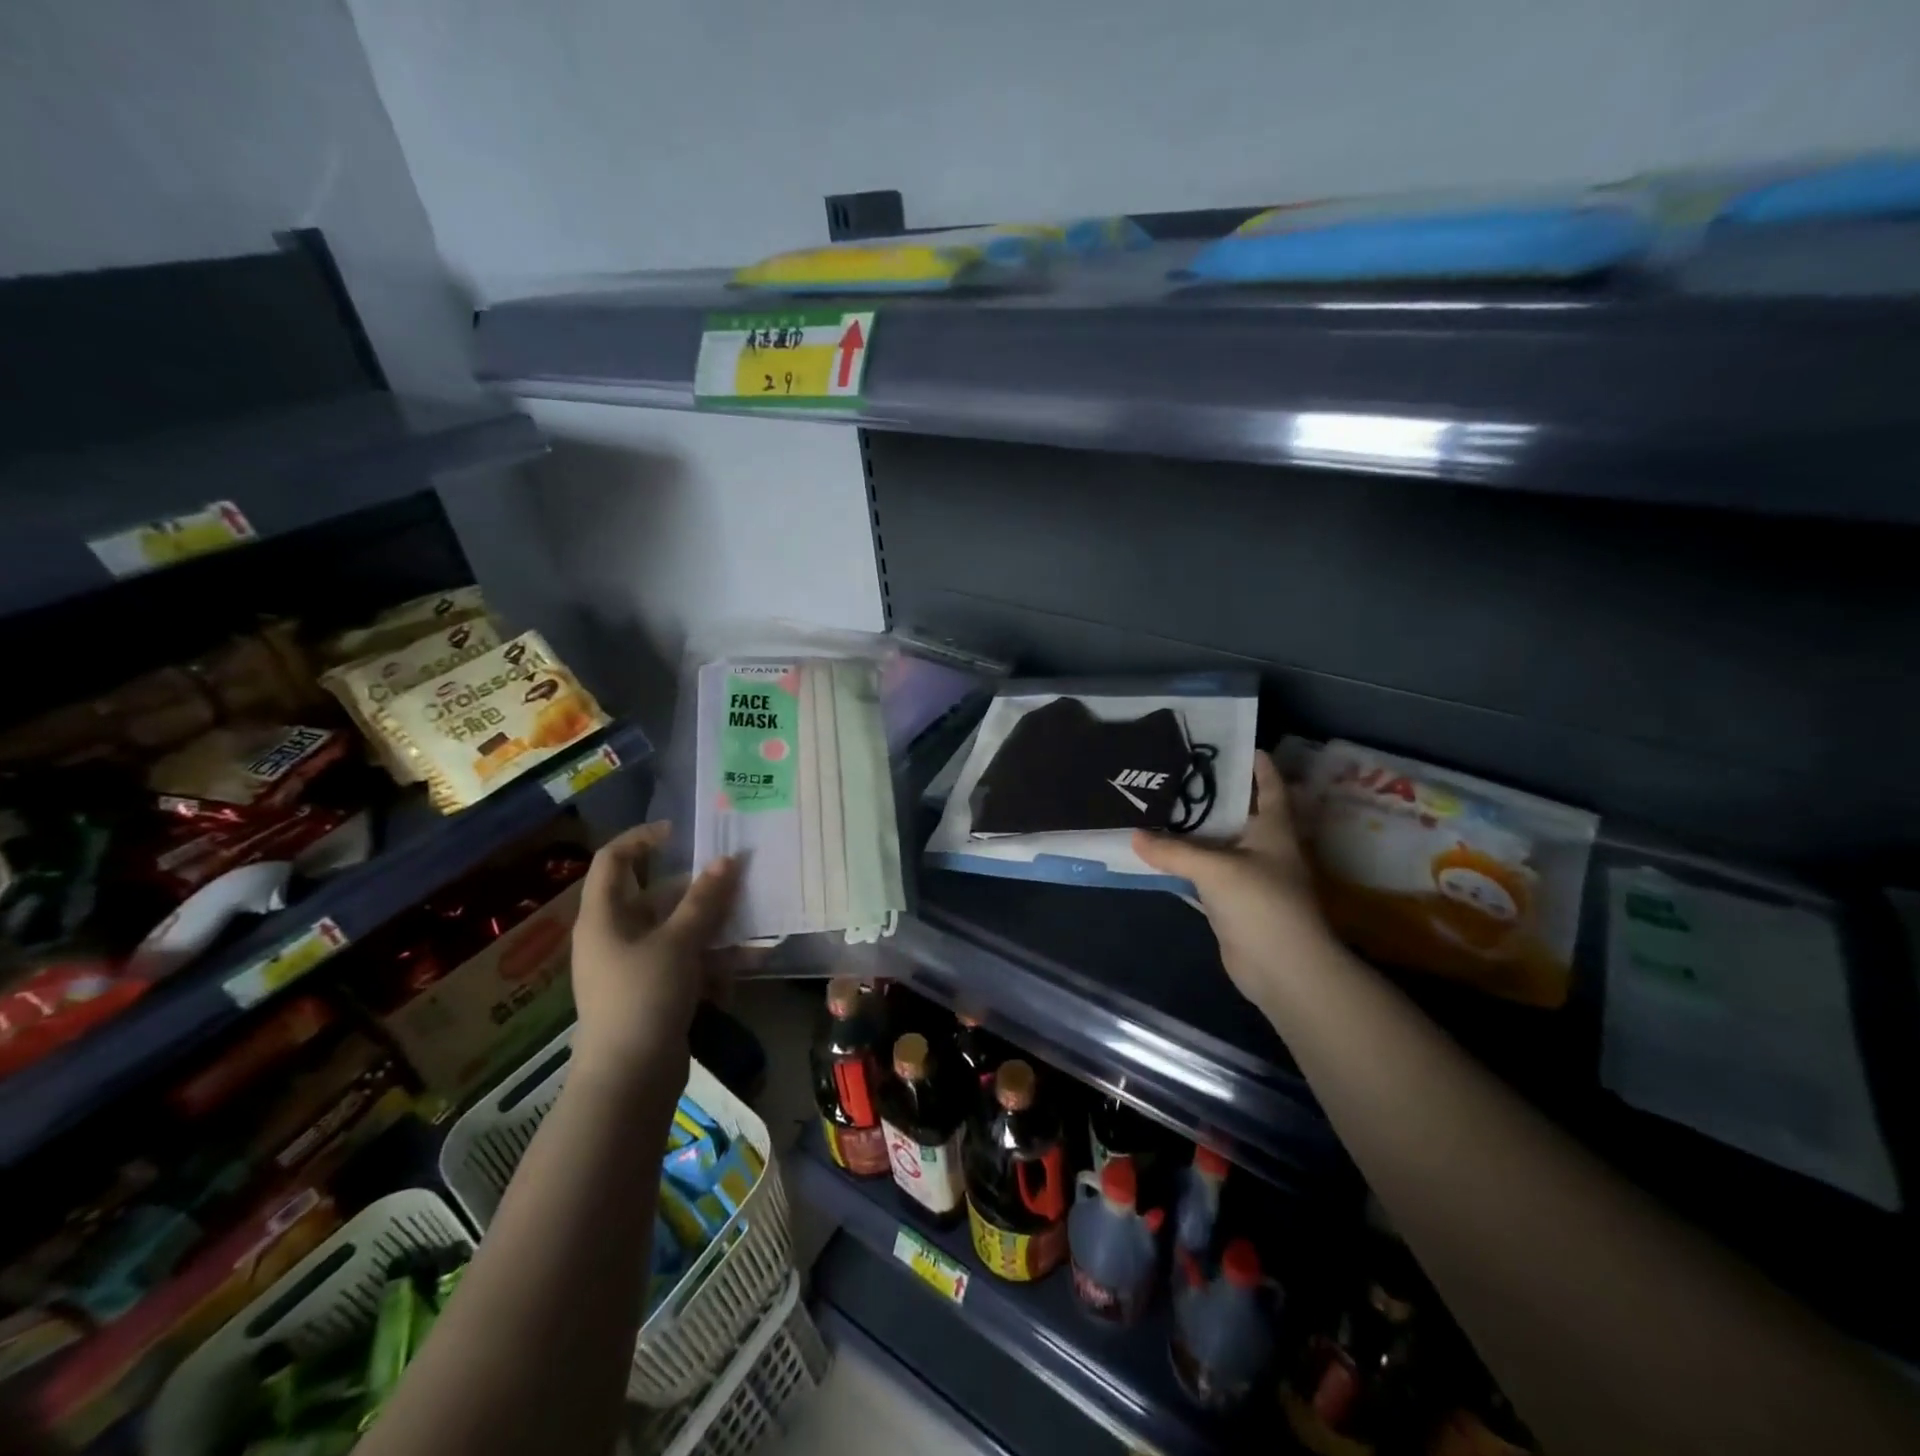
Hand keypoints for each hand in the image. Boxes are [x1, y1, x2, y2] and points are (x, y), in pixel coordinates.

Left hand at [568, 822, 739, 1085]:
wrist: (629, 1080)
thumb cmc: (644, 998)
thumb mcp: (679, 943)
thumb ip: (704, 900)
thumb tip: (728, 860)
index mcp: (604, 917)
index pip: (614, 860)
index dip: (643, 838)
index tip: (682, 832)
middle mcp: (615, 936)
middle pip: (655, 895)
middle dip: (699, 889)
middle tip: (737, 879)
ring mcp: (634, 966)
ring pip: (677, 930)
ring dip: (715, 927)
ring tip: (753, 924)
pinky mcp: (653, 992)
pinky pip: (685, 962)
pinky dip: (712, 961)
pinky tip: (747, 965)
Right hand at [1133, 751, 1334, 1011]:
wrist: (1282, 967)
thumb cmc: (1262, 903)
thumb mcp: (1215, 869)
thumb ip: (1173, 850)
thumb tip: (1134, 835)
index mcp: (1273, 828)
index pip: (1268, 785)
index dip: (1255, 763)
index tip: (1230, 743)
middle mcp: (1262, 846)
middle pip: (1235, 812)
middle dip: (1209, 794)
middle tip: (1173, 771)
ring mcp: (1247, 875)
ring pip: (1215, 843)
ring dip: (1191, 830)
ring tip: (1156, 804)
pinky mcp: (1230, 900)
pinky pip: (1202, 872)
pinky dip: (1182, 863)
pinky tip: (1156, 852)